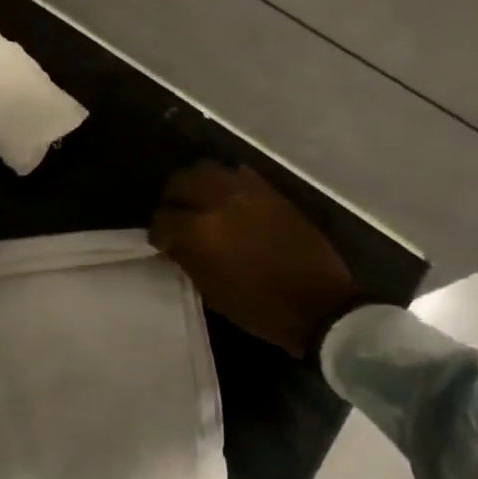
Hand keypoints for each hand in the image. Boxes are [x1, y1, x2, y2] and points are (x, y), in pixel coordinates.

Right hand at [151, 164, 360, 359]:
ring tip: (201, 200)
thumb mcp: (213, 292)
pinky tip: (230, 200)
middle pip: (182, 181)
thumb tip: (173, 242)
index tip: (161, 241)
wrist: (319, 304)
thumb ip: (187, 259)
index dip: (158, 232)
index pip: (163, 219)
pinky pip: (240, 174)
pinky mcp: (272, 191)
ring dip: (199, 183)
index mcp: (201, 231)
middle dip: (174, 197)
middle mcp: (220, 202)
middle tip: (176, 213)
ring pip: (210, 170)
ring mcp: (248, 192)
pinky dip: (229, 183)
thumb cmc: (260, 308)